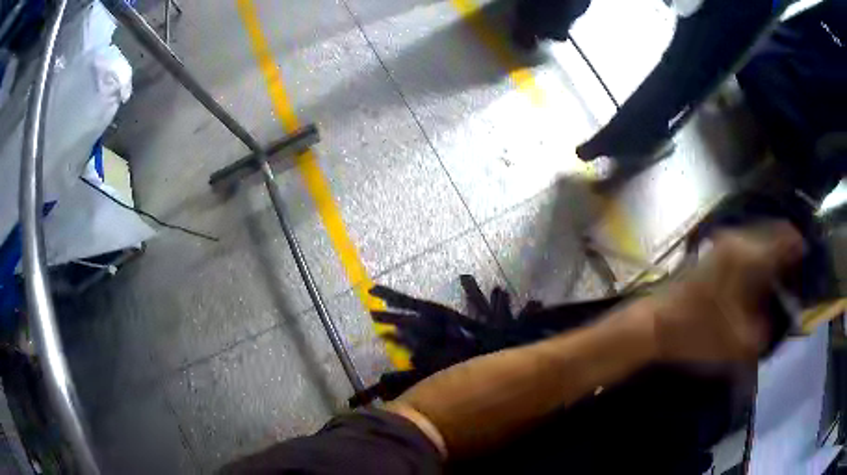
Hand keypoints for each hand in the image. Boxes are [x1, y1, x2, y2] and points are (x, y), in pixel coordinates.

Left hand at [649, 222, 803, 363]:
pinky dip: (759, 256)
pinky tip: (761, 278)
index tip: (809, 261)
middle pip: (773, 233)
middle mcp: (738, 240)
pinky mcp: (715, 251)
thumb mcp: (739, 343)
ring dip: (773, 252)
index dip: (800, 247)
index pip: (785, 238)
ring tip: (783, 277)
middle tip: (798, 272)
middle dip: (788, 249)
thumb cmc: (697, 333)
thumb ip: (768, 330)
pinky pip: (747, 246)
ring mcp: (724, 243)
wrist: (655, 325)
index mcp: (748, 256)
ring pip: (760, 238)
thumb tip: (784, 318)